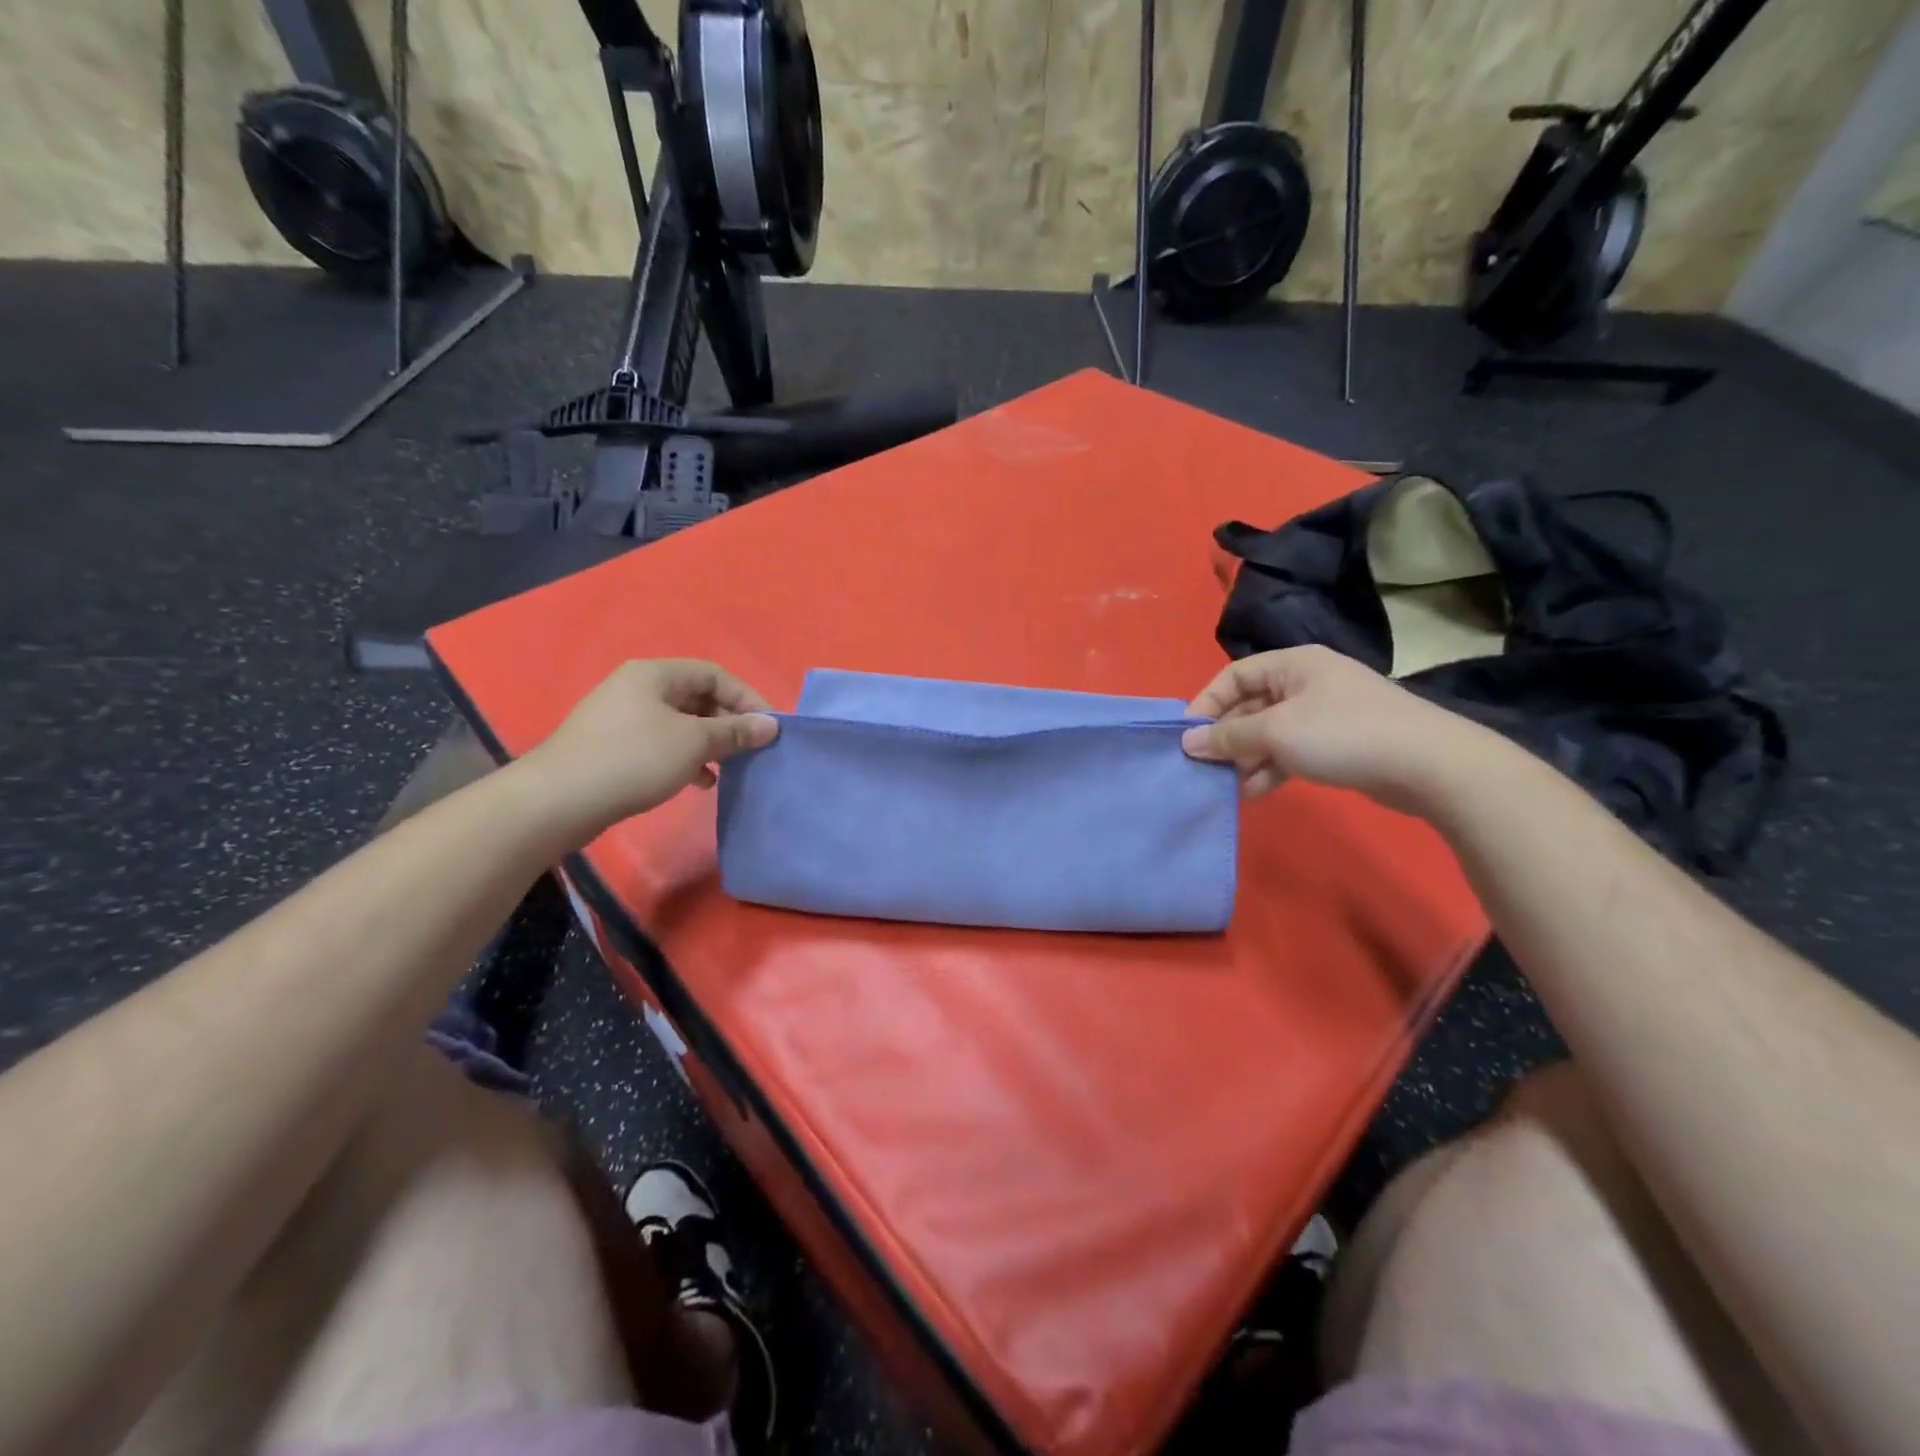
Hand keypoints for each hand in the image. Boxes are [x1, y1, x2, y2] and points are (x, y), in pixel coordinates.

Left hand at [522, 659, 778, 829]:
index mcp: (655, 674)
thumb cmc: (632, 760)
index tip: (770, 727)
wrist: (558, 801)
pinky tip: (700, 782)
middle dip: (729, 722)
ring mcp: (623, 718)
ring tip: (730, 768)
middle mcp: (638, 688)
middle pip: (698, 697)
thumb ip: (734, 731)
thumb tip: (771, 725)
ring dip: (710, 743)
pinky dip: (687, 759)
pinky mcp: (615, 747)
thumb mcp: (693, 743)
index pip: (715, 674)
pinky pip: (663, 744)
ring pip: (682, 724)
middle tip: (752, 749)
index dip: (747, 697)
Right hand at [1180, 645, 1494, 813]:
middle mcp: (1307, 683)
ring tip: (1228, 785)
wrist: (1429, 765)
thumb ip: (1229, 737)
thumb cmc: (1343, 734)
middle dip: (1226, 737)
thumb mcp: (1276, 732)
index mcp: (1293, 665)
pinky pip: (1292, 751)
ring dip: (1247, 757)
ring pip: (1270, 732)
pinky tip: (1256, 792)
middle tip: (1205, 766)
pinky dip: (1271, 768)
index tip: (1186, 736)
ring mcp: (1325, 714)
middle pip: (1251, 705)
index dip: (1206, 703)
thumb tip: (1188, 741)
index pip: (1234, 676)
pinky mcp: (1339, 744)